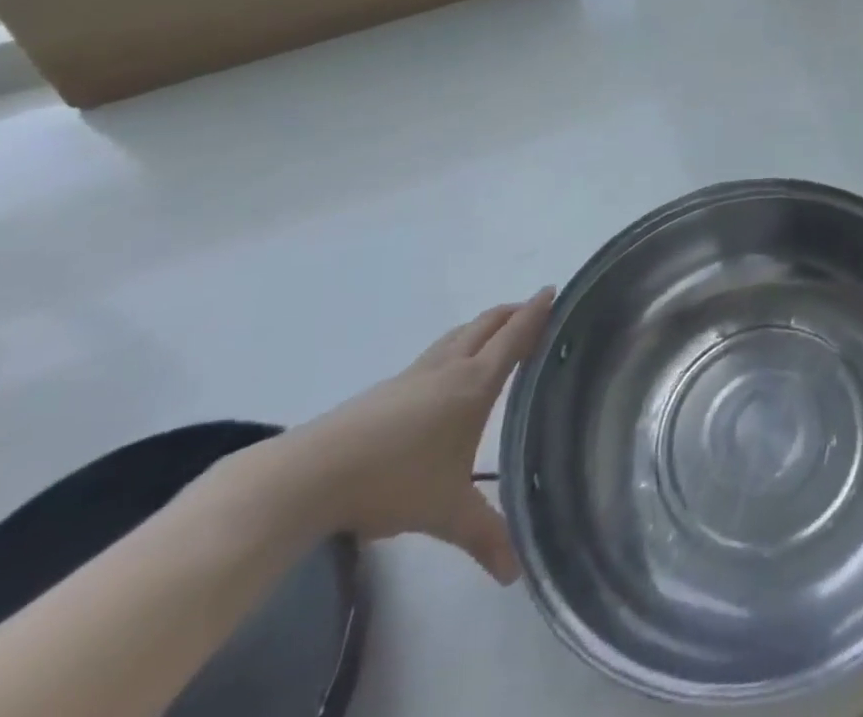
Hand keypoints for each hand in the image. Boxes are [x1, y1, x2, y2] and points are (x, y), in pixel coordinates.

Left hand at [257, 289, 554, 582]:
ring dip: (482, 327)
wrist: (309, 477)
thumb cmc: (393, 482)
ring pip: (457, 336)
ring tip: (495, 335)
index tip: (553, 290)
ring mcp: (414, 375)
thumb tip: (515, 573)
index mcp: (474, 383)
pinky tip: (446, 375)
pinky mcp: (386, 389)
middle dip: (512, 313)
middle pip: (486, 324)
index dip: (536, 312)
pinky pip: (434, 354)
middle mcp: (448, 368)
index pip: (514, 337)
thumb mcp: (446, 512)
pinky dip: (455, 348)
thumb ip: (483, 535)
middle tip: (533, 310)